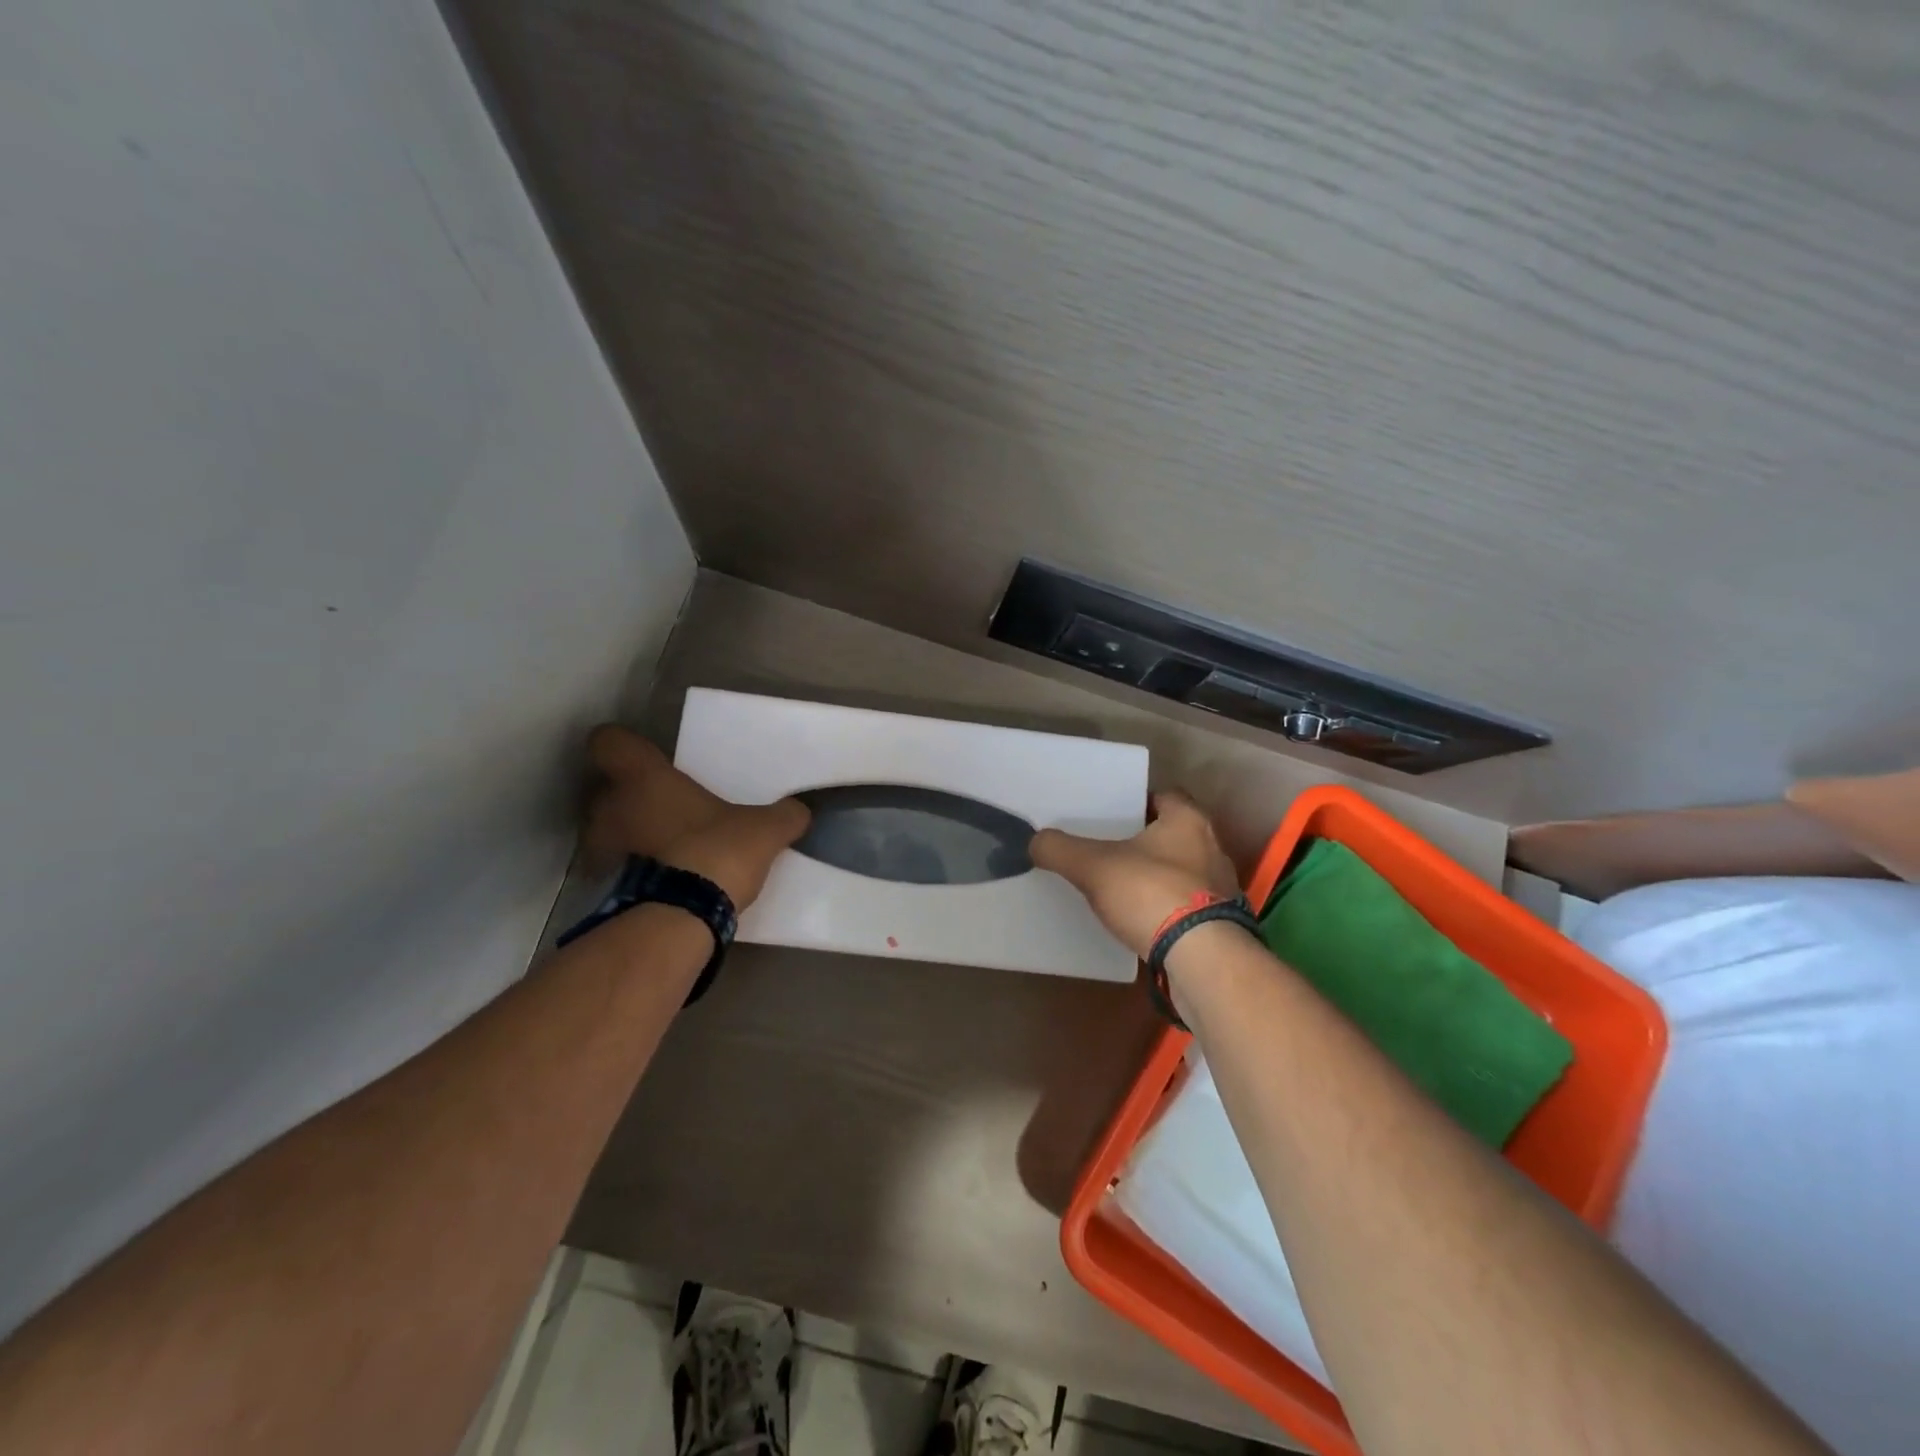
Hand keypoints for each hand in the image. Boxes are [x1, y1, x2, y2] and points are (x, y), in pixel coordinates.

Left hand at [580, 725, 810, 909]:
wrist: (682, 918)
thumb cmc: (717, 851)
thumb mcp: (764, 830)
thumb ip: (783, 816)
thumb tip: (800, 811)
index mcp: (645, 777)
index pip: (608, 741)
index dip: (623, 745)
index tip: (647, 758)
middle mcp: (611, 805)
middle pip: (605, 788)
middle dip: (629, 796)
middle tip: (665, 806)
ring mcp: (601, 848)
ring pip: (606, 828)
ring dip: (628, 834)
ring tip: (664, 846)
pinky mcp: (603, 886)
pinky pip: (615, 866)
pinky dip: (631, 870)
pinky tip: (662, 880)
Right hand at [1030, 791, 1240, 957]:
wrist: (1202, 959)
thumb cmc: (1151, 894)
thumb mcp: (1093, 866)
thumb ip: (1060, 849)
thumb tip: (1035, 841)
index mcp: (1188, 821)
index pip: (1165, 796)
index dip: (1137, 801)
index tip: (1111, 813)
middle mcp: (1212, 848)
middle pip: (1174, 834)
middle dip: (1144, 840)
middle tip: (1108, 847)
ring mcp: (1220, 888)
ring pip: (1182, 871)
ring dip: (1157, 876)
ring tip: (1121, 885)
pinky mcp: (1221, 925)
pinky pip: (1187, 906)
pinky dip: (1166, 908)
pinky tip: (1141, 919)